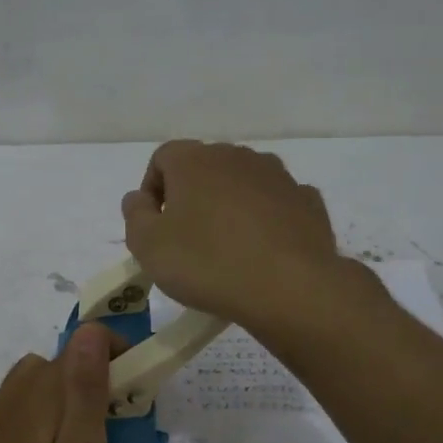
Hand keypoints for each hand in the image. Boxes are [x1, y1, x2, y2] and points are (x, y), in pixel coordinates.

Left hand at [0, 324, 118, 442]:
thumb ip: (84, 389)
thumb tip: (90, 329)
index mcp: (36, 390)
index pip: (81, 343)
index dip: (115, 353)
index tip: (139, 386)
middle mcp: (12, 393)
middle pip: (62, 364)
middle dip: (96, 379)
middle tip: (122, 424)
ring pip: (44, 386)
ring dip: (73, 400)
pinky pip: (29, 409)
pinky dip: (53, 418)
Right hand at [121, 140, 341, 332]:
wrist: (290, 287)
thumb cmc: (208, 263)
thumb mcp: (148, 246)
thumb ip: (135, 215)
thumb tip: (139, 198)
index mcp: (194, 160)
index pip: (162, 158)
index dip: (153, 190)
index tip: (155, 226)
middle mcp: (237, 156)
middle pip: (204, 168)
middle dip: (192, 197)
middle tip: (187, 240)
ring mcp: (277, 175)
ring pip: (243, 183)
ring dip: (230, 206)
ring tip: (228, 248)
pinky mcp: (307, 200)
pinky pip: (276, 204)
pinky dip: (266, 220)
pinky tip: (263, 252)